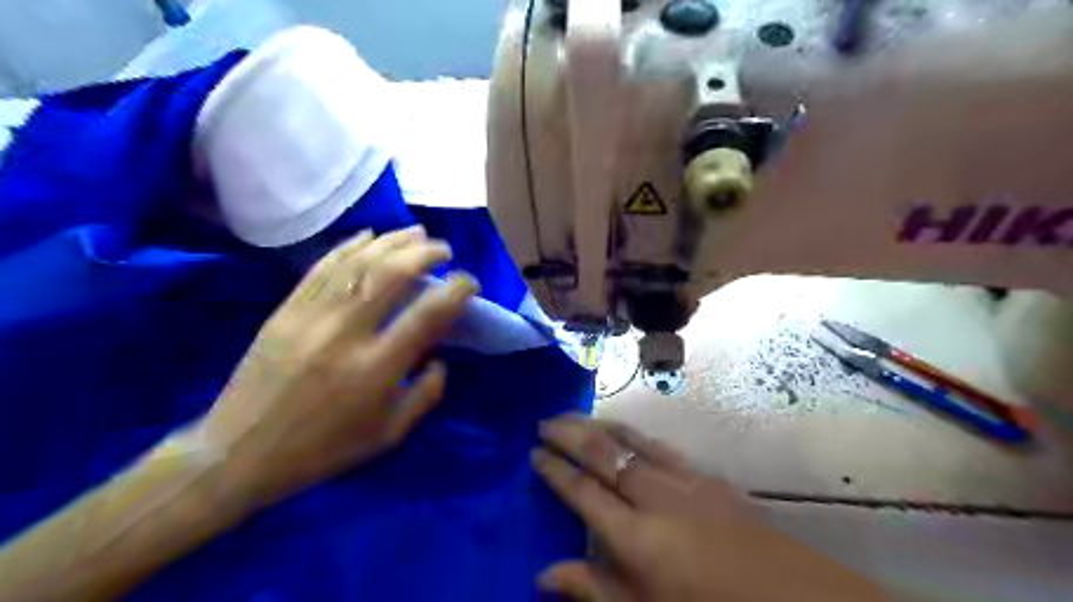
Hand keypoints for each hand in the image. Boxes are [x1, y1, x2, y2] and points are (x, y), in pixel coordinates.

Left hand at [190, 226, 476, 508]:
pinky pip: (322, 267)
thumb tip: (440, 359)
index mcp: (375, 369)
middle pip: (391, 274)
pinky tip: (369, 235)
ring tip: (416, 233)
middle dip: (425, 253)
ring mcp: (311, 317)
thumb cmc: (323, 449)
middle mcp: (345, 334)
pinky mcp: (285, 310)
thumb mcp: (388, 436)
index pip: (427, 314)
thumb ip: (425, 396)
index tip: (469, 283)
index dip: (456, 290)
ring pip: (358, 263)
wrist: (239, 453)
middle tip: (444, 250)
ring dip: (392, 241)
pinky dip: (349, 246)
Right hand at [529, 416, 889, 601]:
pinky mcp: (708, 477)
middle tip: (544, 422)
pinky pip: (660, 446)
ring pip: (632, 440)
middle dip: (570, 434)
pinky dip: (634, 433)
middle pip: (603, 454)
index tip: (534, 453)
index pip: (582, 492)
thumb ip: (594, 591)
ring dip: (599, 425)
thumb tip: (543, 574)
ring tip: (575, 417)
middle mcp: (656, 498)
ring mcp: (686, 481)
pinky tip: (626, 432)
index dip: (554, 471)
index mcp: (637, 538)